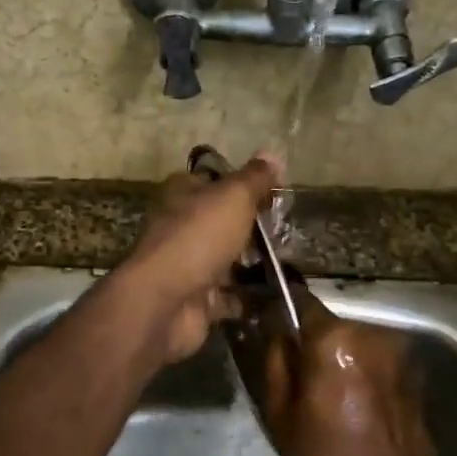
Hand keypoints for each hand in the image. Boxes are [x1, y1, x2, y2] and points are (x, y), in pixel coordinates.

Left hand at [116, 152, 282, 363]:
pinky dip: (250, 298)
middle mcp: (182, 227)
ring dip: (254, 263)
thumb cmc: (198, 238)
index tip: (276, 192)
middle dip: (253, 227)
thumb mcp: (233, 197)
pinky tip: (278, 295)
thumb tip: (273, 153)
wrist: (165, 302)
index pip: (215, 181)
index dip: (244, 184)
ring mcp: (188, 266)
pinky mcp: (197, 300)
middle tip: (289, 230)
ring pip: (227, 260)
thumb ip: (255, 178)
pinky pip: (230, 297)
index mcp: (183, 195)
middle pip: (222, 222)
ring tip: (291, 262)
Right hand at [260, 293, 440, 455]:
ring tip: (325, 387)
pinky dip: (358, 366)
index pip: (299, 299)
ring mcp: (395, 348)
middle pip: (327, 322)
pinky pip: (372, 356)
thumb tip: (274, 330)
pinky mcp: (411, 367)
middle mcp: (368, 332)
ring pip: (351, 339)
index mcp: (332, 339)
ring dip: (336, 353)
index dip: (280, 304)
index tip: (266, 315)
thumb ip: (275, 361)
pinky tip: (352, 398)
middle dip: (310, 338)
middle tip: (295, 365)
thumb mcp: (280, 414)